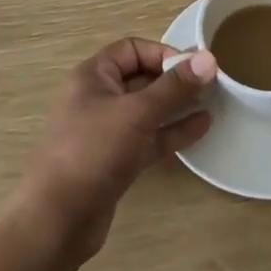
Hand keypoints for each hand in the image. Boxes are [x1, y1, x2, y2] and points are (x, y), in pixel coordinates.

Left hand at [21, 39, 217, 258]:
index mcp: (93, 77)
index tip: (194, 67)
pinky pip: (149, 138)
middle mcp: (98, 99)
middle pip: (141, 78)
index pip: (132, 49)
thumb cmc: (93, 151)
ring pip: (148, 110)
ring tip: (213, 102)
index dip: (163, 53)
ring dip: (177, 105)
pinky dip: (172, 131)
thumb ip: (174, 87)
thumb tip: (208, 58)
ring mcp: (107, 132)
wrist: (57, 221)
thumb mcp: (137, 113)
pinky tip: (202, 127)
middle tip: (211, 84)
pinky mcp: (116, 162)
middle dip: (174, 80)